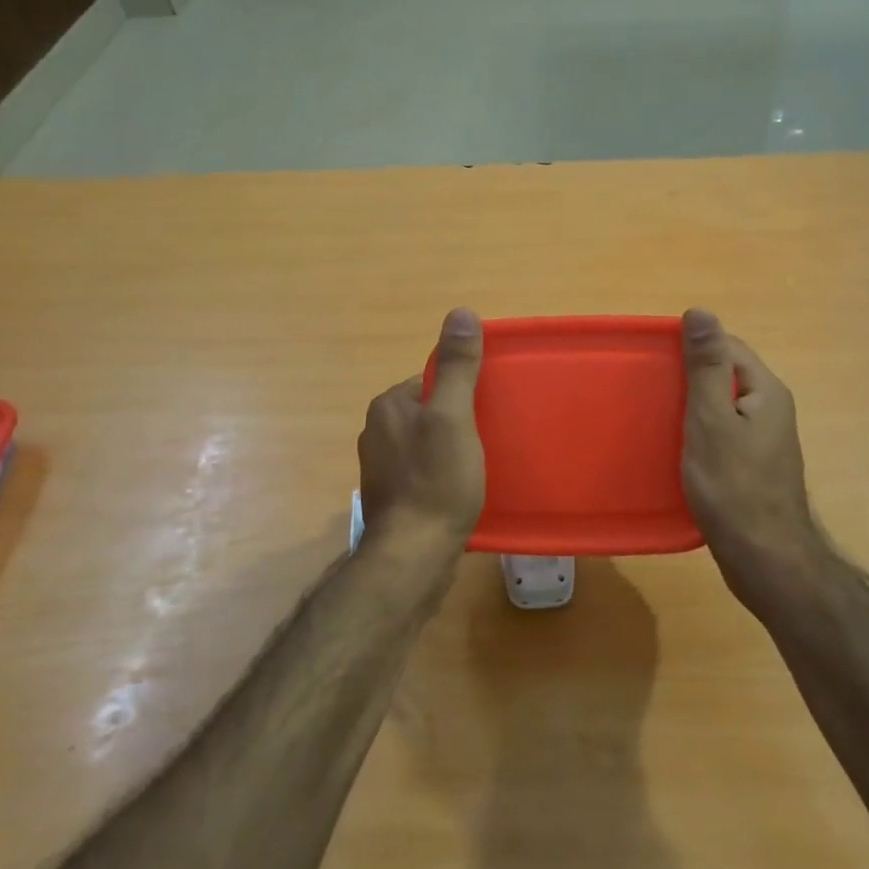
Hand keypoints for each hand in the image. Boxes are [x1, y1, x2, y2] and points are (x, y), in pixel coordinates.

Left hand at [357, 307, 486, 556]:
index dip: (463, 392)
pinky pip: (423, 472)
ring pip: (427, 443)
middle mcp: (376, 431)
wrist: (413, 555)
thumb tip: (461, 312)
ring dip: (452, 449)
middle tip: (491, 438)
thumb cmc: (437, 481)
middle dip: (459, 421)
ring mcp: (381, 468)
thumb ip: (457, 366)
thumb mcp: (453, 416)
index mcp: (388, 406)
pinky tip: (462, 490)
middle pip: (430, 411)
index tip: (488, 410)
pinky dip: (443, 475)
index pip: (431, 380)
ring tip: (481, 465)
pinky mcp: (391, 498)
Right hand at [681, 309, 822, 612]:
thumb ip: (706, 366)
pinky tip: (675, 447)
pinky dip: (699, 433)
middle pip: (726, 375)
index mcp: (765, 391)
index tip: (654, 356)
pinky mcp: (753, 467)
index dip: (693, 345)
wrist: (764, 557)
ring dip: (691, 406)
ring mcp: (764, 441)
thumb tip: (701, 311)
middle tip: (649, 386)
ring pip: (722, 407)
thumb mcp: (712, 419)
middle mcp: (771, 410)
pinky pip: (723, 434)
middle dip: (689, 375)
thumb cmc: (733, 486)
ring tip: (655, 414)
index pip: (728, 346)